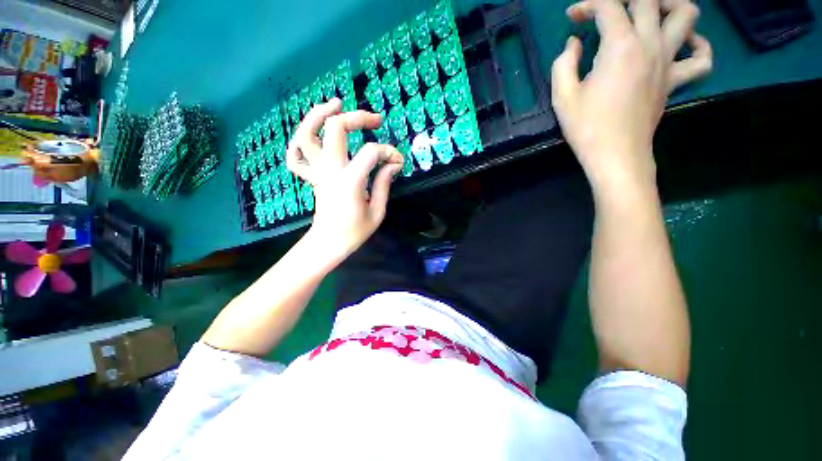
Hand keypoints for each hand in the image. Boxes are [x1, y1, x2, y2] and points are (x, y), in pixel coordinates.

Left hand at [286, 98, 403, 259]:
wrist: (329, 243)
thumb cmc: (355, 231)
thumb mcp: (378, 211)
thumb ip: (384, 183)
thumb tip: (393, 164)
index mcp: (350, 181)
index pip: (371, 152)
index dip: (389, 152)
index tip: (398, 162)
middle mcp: (330, 170)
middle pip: (335, 128)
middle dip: (357, 118)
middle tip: (376, 120)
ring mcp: (317, 172)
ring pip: (306, 134)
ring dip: (319, 114)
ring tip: (336, 104)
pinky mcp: (312, 176)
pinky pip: (295, 156)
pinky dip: (299, 140)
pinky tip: (313, 133)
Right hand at [551, 0, 711, 189]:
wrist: (615, 155)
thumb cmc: (586, 127)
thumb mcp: (562, 97)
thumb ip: (564, 63)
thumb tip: (573, 44)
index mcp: (620, 46)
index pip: (608, 6)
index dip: (587, 5)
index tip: (573, 18)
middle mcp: (650, 44)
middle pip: (648, 0)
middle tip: (606, 13)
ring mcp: (669, 62)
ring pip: (686, 15)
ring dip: (669, 5)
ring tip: (651, 13)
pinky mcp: (676, 81)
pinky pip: (702, 57)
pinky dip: (698, 45)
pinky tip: (683, 45)